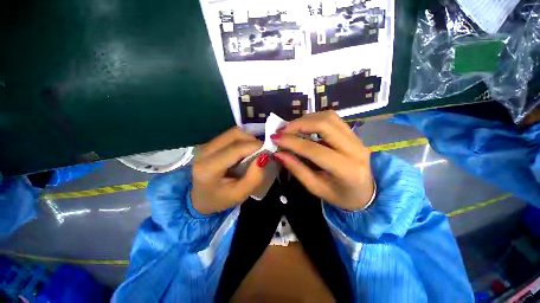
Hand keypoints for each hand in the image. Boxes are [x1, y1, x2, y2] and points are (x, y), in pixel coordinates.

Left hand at [191, 127, 267, 214]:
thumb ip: (254, 177)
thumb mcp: (240, 194)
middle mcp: (204, 151)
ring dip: (248, 139)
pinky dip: (242, 139)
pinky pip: (230, 135)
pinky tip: (245, 150)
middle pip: (234, 135)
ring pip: (233, 133)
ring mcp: (205, 145)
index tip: (269, 151)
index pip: (236, 149)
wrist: (199, 198)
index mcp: (209, 167)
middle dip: (252, 140)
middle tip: (262, 151)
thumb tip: (265, 157)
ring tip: (254, 151)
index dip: (255, 146)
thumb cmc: (220, 199)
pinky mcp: (209, 143)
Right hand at [272, 111, 374, 210]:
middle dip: (299, 124)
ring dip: (306, 119)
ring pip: (329, 117)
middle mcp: (356, 149)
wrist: (366, 192)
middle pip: (325, 125)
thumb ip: (297, 170)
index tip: (275, 138)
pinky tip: (304, 127)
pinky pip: (332, 119)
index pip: (315, 150)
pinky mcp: (353, 133)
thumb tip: (279, 154)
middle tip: (282, 131)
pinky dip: (314, 119)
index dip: (293, 142)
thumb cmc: (340, 195)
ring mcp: (357, 138)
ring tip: (291, 128)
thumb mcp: (316, 188)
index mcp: (347, 170)